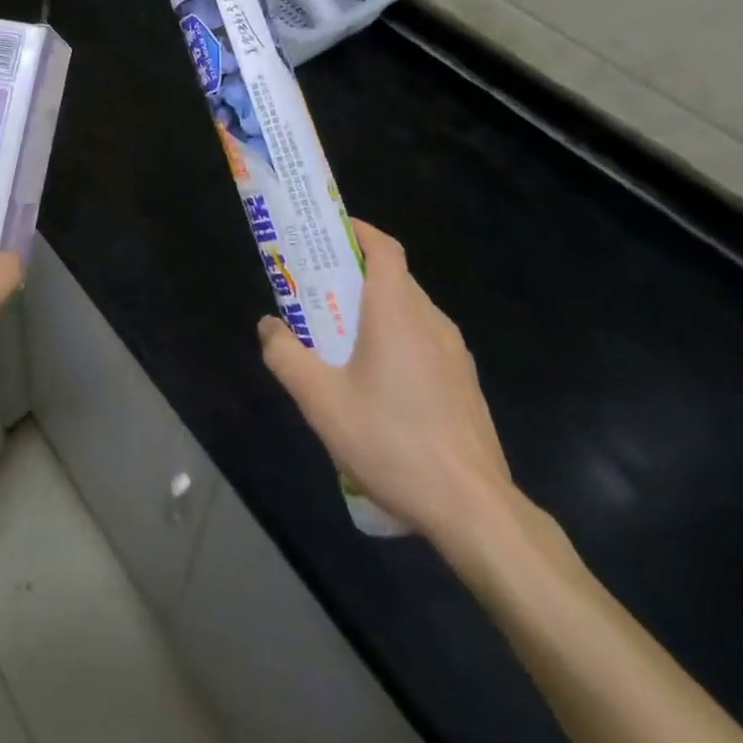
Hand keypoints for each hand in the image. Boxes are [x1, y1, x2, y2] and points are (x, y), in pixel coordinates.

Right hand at [257, 220, 513, 544]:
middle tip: (318, 290)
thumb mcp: (321, 401)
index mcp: (397, 311)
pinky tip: (379, 383)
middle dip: (355, 275)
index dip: (358, 231)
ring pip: (410, 311)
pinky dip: (398, 339)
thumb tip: (269, 326)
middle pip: (394, 278)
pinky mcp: (465, 385)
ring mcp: (455, 354)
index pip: (383, 248)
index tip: (329, 232)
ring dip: (377, 310)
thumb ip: (285, 355)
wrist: (474, 510)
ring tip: (342, 337)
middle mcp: (431, 321)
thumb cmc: (392, 442)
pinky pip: (425, 342)